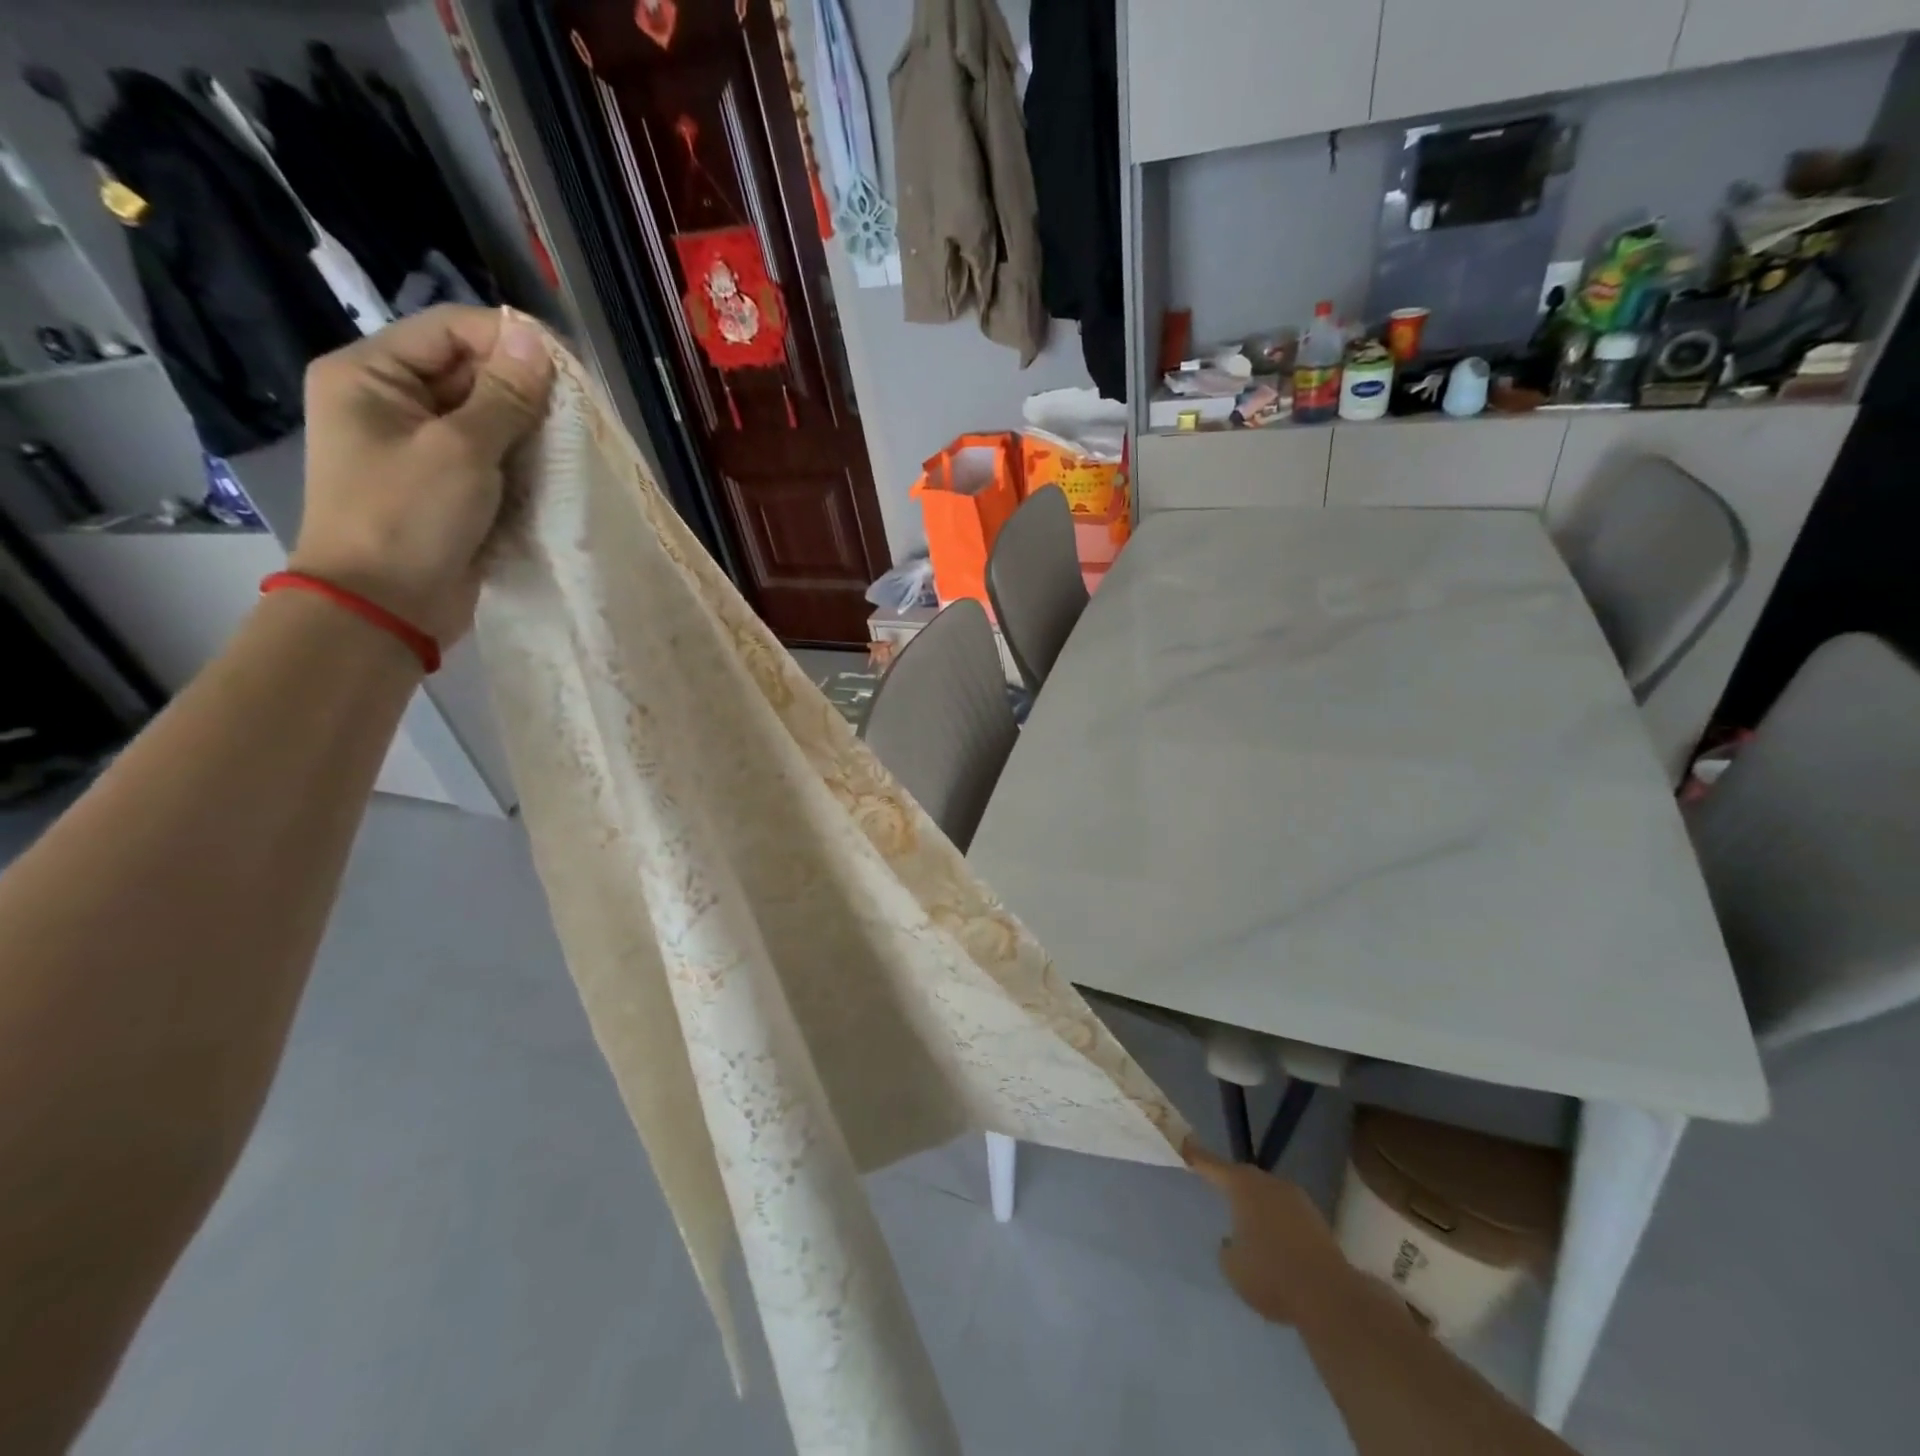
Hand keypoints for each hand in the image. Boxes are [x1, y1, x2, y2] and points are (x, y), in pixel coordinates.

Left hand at [291, 305, 554, 644]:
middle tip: (577, 412)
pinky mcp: (446, 487)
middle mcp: (391, 403)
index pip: (449, 331)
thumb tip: (533, 339)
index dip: (509, 339)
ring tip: (572, 442)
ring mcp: (419, 448)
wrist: (385, 608)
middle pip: (469, 373)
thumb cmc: (409, 518)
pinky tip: (554, 471)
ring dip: (529, 428)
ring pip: (486, 418)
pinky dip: (522, 461)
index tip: (568, 368)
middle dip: (524, 389)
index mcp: (371, 375)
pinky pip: (490, 458)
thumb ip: (503, 395)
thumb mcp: (460, 449)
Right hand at [1187, 1142, 1355, 1325]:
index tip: (1184, 1147)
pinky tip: (1273, 1240)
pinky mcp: (1317, 1221)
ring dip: (1256, 1203)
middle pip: (1243, 1176)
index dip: (1196, 1157)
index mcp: (1242, 1186)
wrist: (1330, 1297)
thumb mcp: (1233, 1267)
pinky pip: (1286, 1212)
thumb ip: (1226, 1248)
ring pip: (1267, 1193)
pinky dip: (1276, 1220)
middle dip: (1230, 1183)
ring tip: (1245, 1221)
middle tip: (1215, 1189)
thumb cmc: (1271, 1275)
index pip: (1212, 1165)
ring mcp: (1296, 1199)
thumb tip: (1232, 1242)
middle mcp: (1269, 1183)